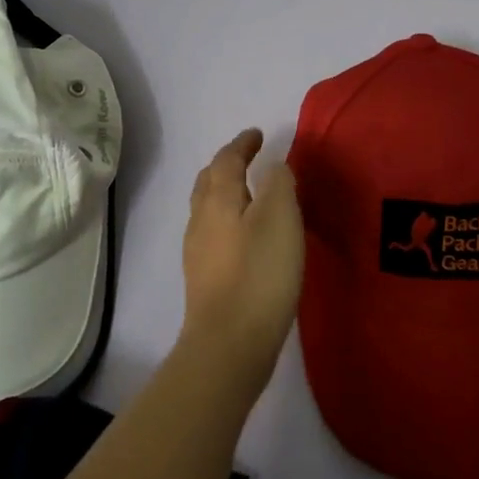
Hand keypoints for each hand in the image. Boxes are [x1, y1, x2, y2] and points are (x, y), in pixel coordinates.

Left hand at [181, 129, 304, 384]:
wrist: (229, 344)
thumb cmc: (259, 274)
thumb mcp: (280, 218)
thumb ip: (279, 184)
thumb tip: (273, 166)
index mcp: (218, 200)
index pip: (226, 160)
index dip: (242, 144)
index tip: (256, 134)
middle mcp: (201, 220)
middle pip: (208, 181)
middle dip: (226, 165)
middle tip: (247, 158)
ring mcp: (198, 252)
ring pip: (206, 208)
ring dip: (224, 192)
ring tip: (248, 194)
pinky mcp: (203, 279)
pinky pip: (212, 233)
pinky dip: (226, 220)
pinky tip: (243, 237)